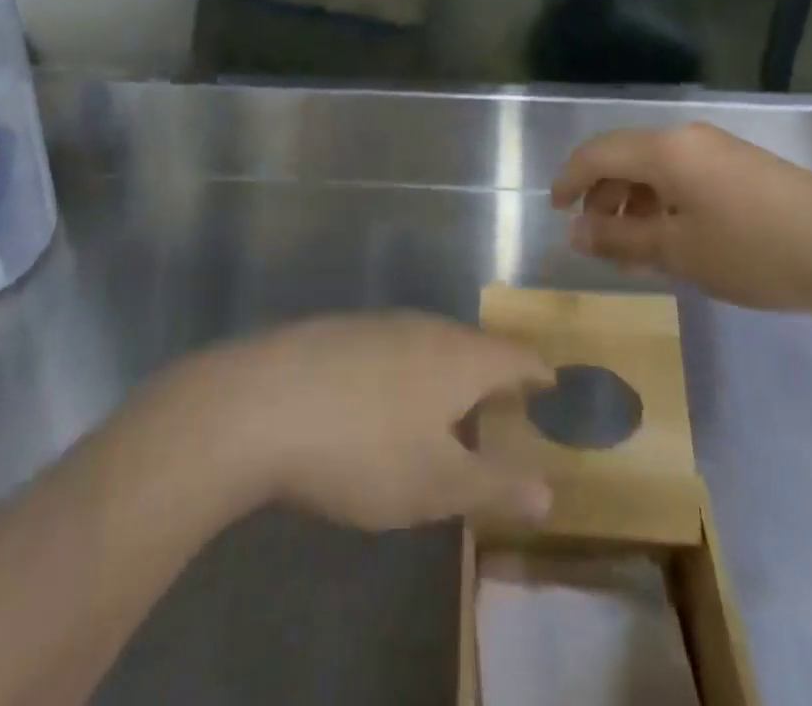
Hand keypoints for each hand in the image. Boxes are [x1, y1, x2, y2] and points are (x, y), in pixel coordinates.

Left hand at [172, 313, 554, 532]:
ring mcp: (378, 323)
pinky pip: (392, 348)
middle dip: (492, 376)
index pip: (516, 356)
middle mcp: (425, 327)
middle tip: (502, 409)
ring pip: (430, 345)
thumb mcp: (438, 484)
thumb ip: (497, 484)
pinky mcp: (339, 331)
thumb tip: (549, 488)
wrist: (260, 404)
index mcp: (460, 356)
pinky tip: (384, 402)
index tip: (551, 387)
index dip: (538, 373)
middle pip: (474, 346)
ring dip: (447, 374)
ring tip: (448, 411)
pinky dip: (406, 372)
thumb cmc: (364, 449)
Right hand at [551, 123, 811, 316]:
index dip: (569, 179)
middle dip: (602, 195)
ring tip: (632, 249)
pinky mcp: (744, 167)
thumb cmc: (757, 253)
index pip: (598, 152)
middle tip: (596, 240)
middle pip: (626, 156)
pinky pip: (686, 176)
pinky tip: (673, 239)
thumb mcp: (680, 252)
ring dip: (634, 202)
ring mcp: (720, 149)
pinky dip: (665, 203)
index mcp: (666, 149)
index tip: (554, 211)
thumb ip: (621, 237)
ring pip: (657, 168)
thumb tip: (574, 229)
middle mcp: (689, 137)